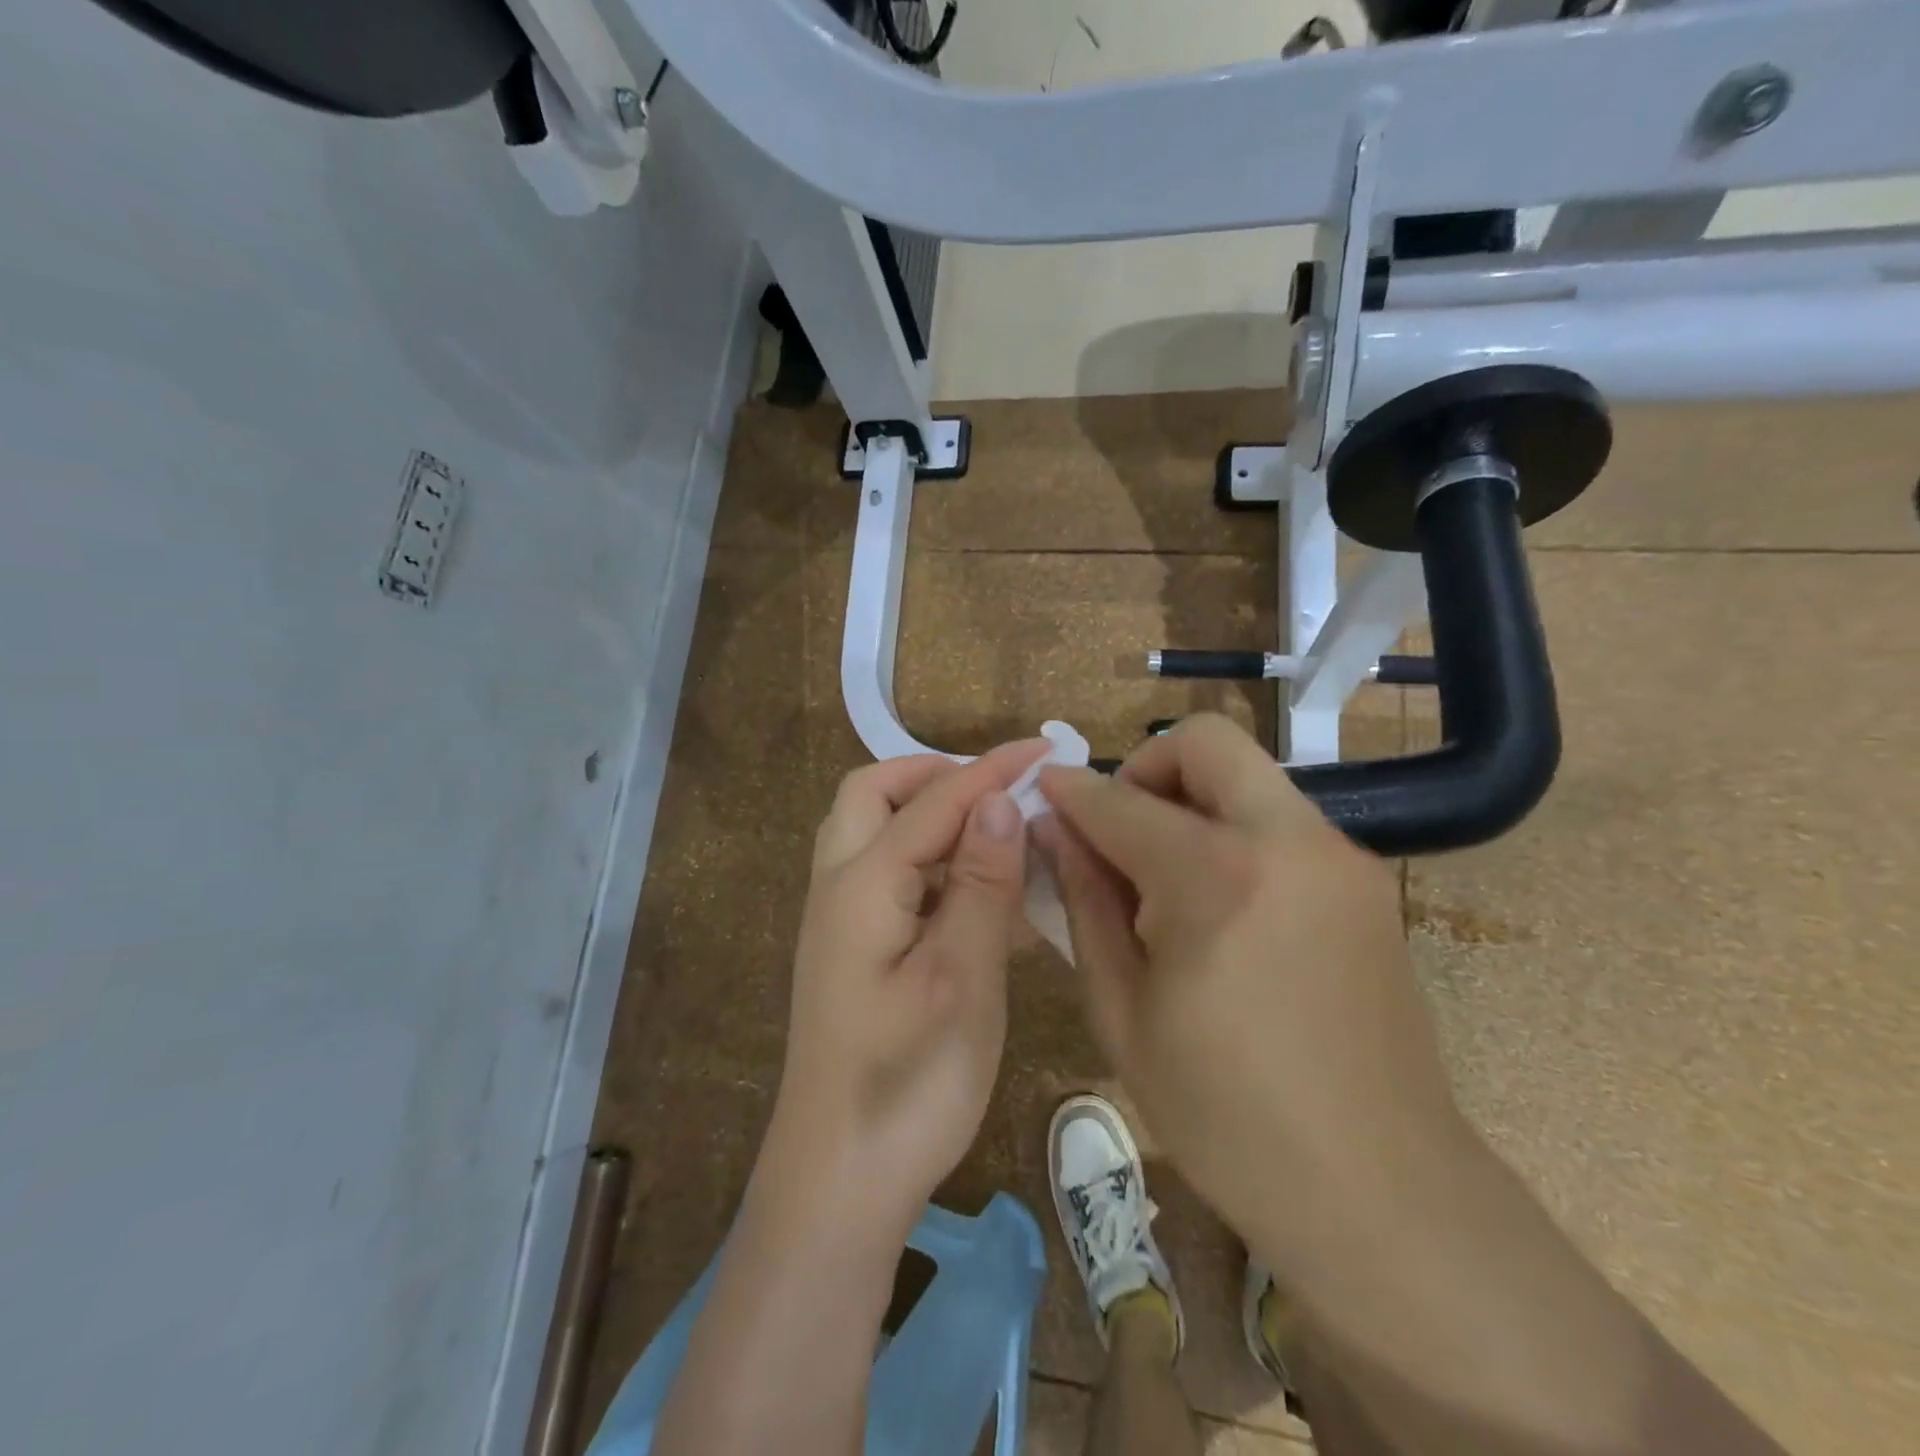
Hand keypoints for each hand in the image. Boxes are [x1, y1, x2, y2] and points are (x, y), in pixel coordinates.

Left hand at [756, 740, 1049, 1239]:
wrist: (839, 1182)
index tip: (1044, 748)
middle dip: (936, 777)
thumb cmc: (907, 1082)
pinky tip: (983, 892)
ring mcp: (843, 921)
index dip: (990, 770)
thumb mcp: (961, 978)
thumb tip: (997, 803)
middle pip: (875, 796)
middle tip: (999, 790)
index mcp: (861, 884)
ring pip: (878, 834)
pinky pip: (892, 878)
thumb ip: (979, 884)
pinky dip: (932, 863)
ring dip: (933, 816)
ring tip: (996, 830)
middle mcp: (840, 887)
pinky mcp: (857, 953)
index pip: (933, 801)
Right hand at [1035, 714, 1473, 1270]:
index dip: (1069, 791)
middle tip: (1117, 828)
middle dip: (1145, 768)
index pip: (1119, 800)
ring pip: (1247, 776)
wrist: (1380, 1189)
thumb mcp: (1122, 1011)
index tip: (1041, 791)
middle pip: (1205, 742)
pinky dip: (1232, 831)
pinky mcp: (1365, 880)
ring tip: (1163, 876)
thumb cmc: (1225, 1115)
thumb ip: (1084, 901)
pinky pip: (1280, 820)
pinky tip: (1217, 904)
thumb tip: (1054, 829)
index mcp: (1215, 878)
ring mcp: (1338, 855)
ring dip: (1191, 799)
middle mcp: (1287, 841)